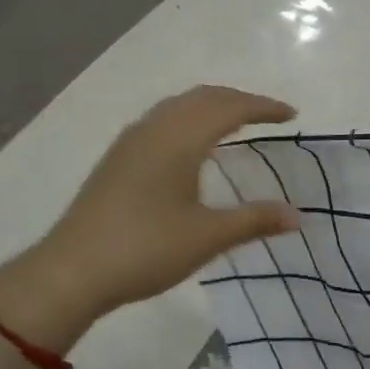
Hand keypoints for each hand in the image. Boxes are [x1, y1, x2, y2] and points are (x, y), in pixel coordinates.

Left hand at [0, 86, 299, 326]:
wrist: (73, 271)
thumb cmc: (145, 250)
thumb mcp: (207, 237)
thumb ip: (254, 221)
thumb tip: (297, 216)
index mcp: (179, 139)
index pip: (230, 107)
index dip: (263, 107)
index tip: (291, 116)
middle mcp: (154, 129)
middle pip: (202, 97)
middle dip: (238, 100)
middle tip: (268, 116)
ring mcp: (131, 142)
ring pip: (178, 106)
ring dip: (211, 107)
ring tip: (235, 124)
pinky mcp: (117, 159)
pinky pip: (162, 121)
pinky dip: (189, 120)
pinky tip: (192, 147)